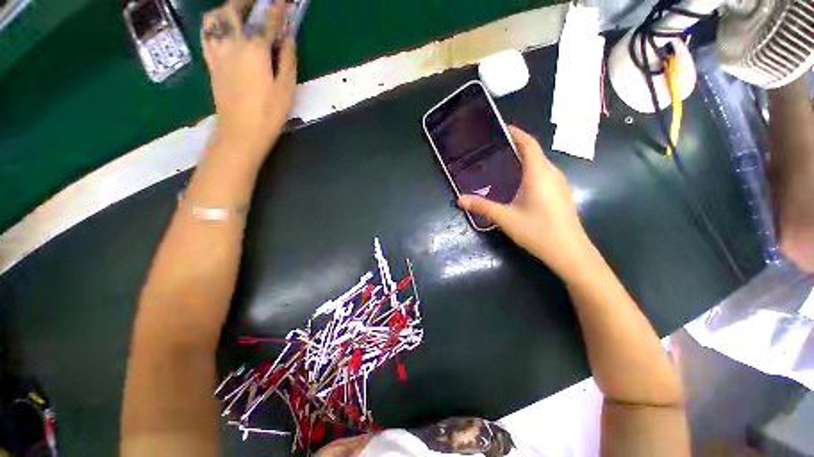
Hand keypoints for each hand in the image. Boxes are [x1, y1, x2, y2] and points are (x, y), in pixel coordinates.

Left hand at [201, 0, 296, 160]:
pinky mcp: (211, 62)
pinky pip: (207, 34)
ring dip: (227, 8)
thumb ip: (286, 59)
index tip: (285, 1)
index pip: (266, 19)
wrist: (241, 131)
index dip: (277, 7)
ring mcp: (217, 51)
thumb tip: (288, 37)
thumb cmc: (268, 113)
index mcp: (254, 48)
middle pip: (234, 9)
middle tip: (261, 2)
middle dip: (248, 1)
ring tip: (238, 11)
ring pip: (215, 17)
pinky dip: (214, 24)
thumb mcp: (285, 88)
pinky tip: (222, 27)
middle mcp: (232, 42)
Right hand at [458, 126, 594, 278]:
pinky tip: (520, 183)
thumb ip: (481, 206)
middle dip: (517, 146)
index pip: (529, 143)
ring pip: (540, 163)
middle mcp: (552, 173)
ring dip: (524, 159)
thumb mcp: (505, 217)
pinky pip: (544, 174)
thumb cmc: (537, 230)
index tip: (502, 128)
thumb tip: (459, 200)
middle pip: (535, 152)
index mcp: (538, 173)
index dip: (516, 133)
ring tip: (504, 164)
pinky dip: (531, 171)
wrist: (570, 252)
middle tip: (495, 149)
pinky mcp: (561, 194)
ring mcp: (559, 184)